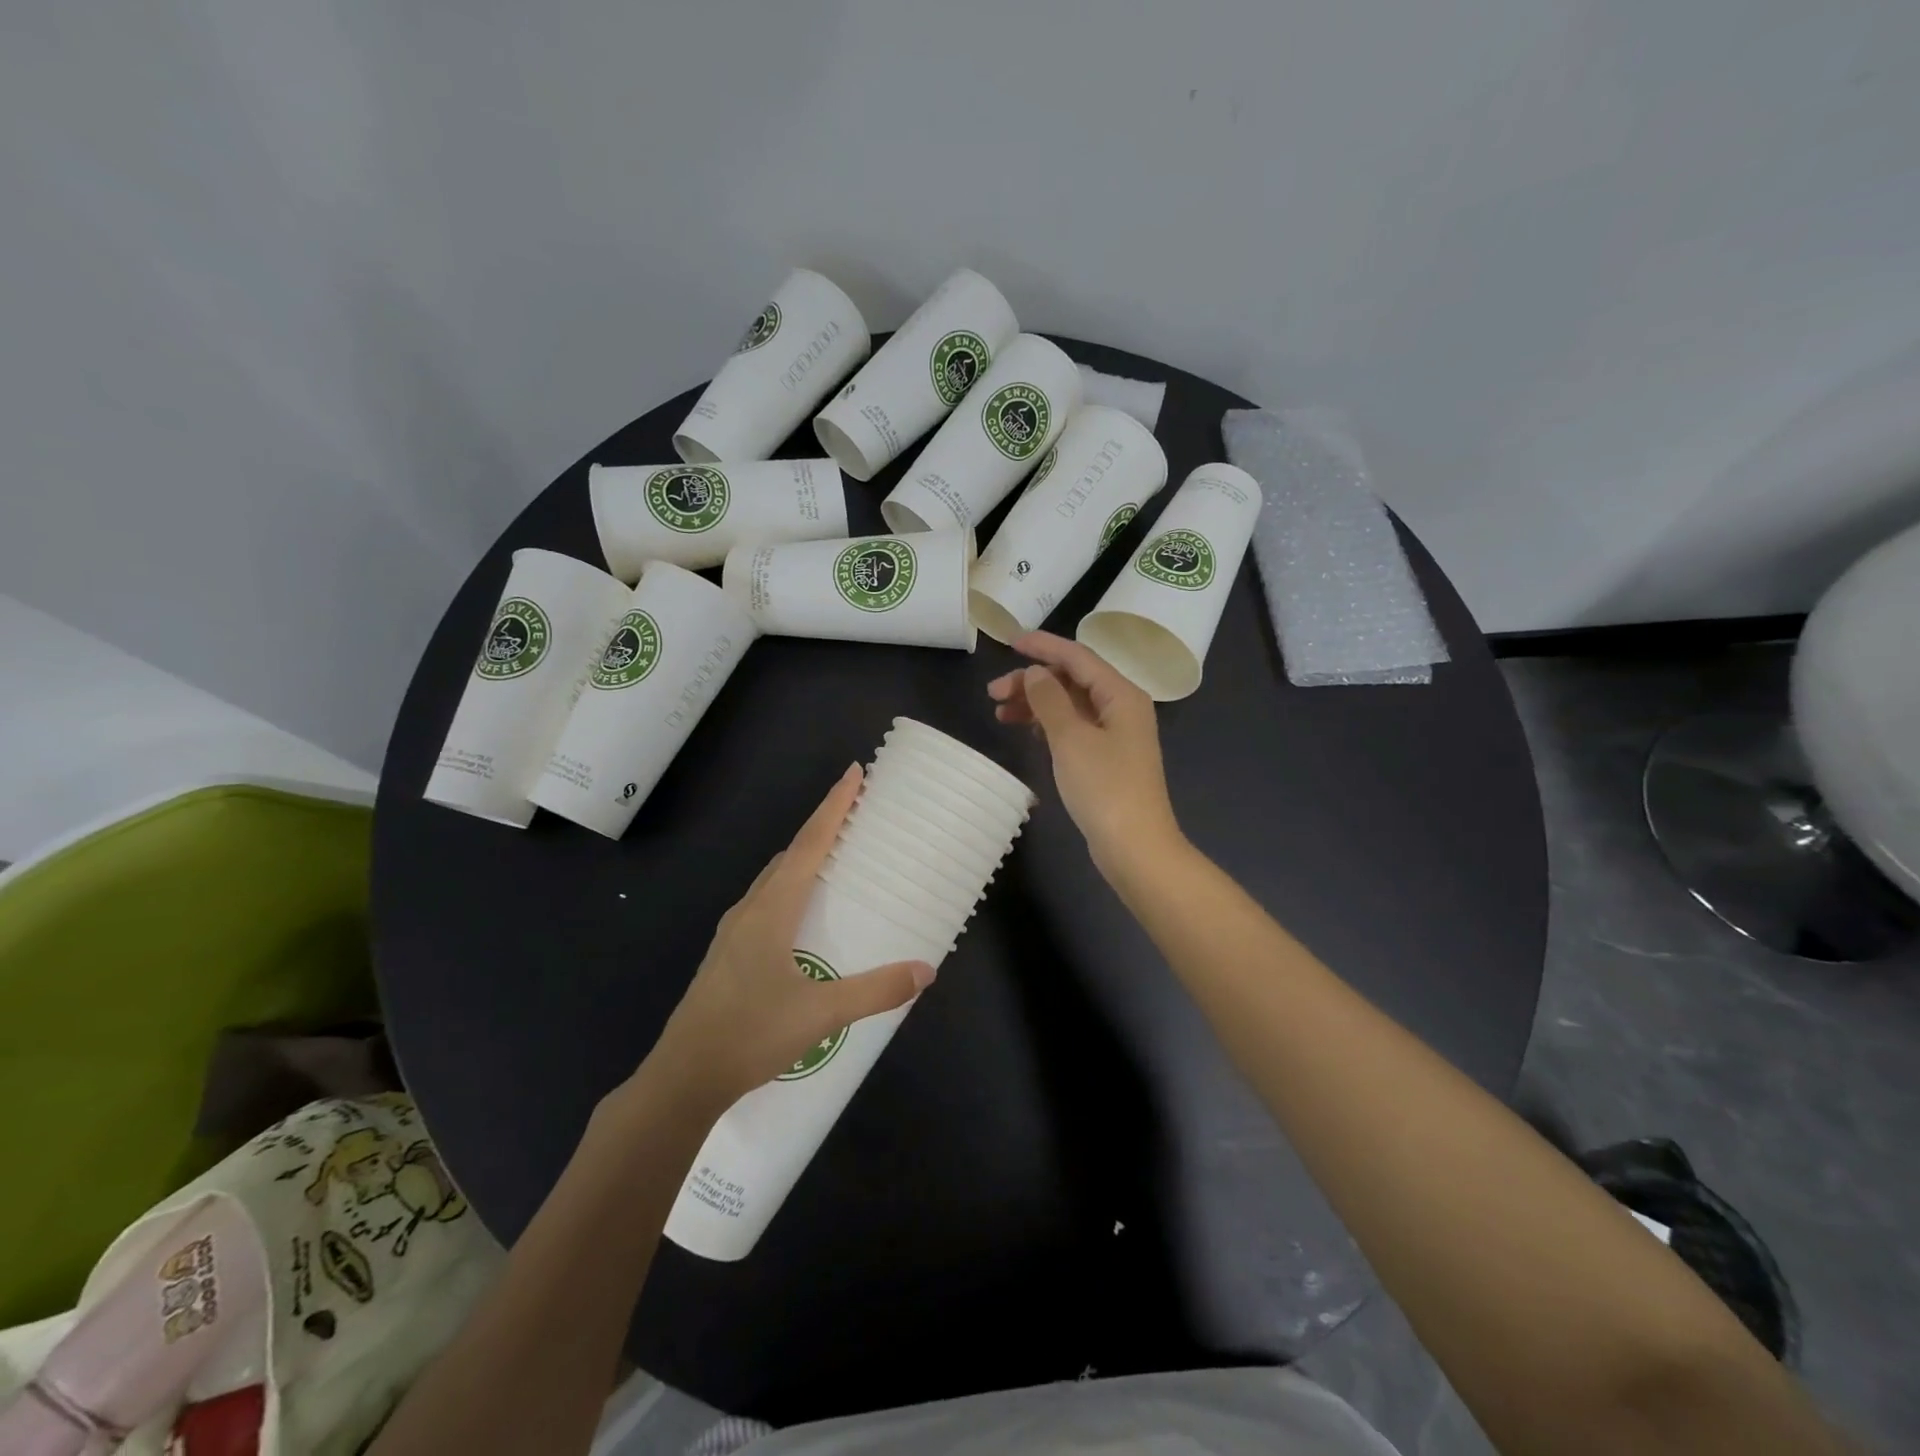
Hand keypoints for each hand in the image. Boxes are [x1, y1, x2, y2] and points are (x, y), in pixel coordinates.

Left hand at [644, 765, 934, 1111]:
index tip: (853, 773)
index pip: (809, 844)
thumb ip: (875, 990)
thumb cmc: (751, 1034)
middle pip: (791, 854)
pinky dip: (790, 887)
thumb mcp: (821, 1014)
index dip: (834, 806)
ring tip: (835, 857)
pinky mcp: (728, 954)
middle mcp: (750, 909)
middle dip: (822, 828)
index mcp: (771, 909)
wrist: (683, 1077)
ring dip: (803, 857)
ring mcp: (733, 932)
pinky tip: (803, 913)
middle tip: (855, 814)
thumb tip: (926, 970)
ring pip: (774, 879)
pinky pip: (765, 901)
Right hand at [987, 631, 1182, 875]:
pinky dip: (1048, 725)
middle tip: (994, 693)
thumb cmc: (1105, 788)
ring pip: (1070, 705)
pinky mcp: (1106, 758)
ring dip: (1036, 704)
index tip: (1008, 642)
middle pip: (1072, 680)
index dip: (1043, 647)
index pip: (1077, 657)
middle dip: (1033, 681)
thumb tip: (1036, 672)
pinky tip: (1027, 731)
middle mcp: (1121, 708)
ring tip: (1001, 713)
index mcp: (1121, 694)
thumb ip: (1050, 700)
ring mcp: (1115, 735)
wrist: (1135, 847)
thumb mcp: (1071, 739)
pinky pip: (1073, 728)